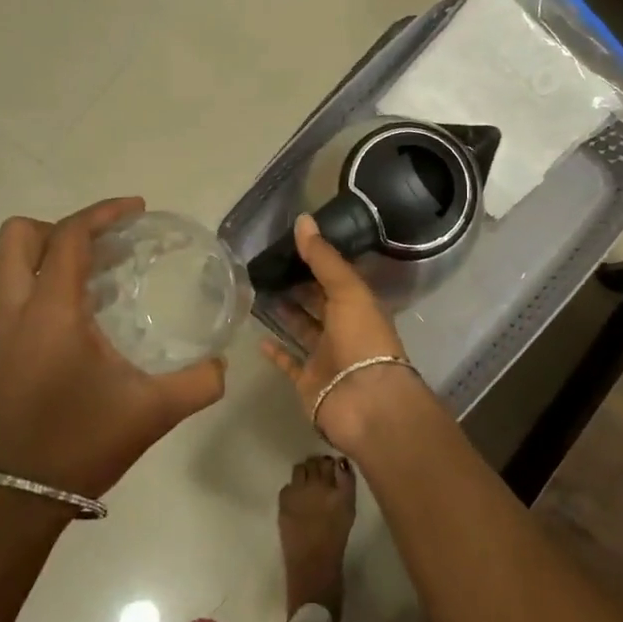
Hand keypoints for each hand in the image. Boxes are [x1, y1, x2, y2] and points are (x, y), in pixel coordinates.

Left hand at [0, 197, 225, 501]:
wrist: (18, 502)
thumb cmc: (83, 445)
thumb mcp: (154, 412)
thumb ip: (199, 382)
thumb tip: (222, 363)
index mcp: (51, 314)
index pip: (69, 237)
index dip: (102, 213)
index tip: (137, 210)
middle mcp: (13, 313)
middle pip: (18, 237)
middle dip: (63, 227)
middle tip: (106, 244)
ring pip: (10, 267)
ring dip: (52, 257)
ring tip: (99, 278)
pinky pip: (13, 298)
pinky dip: (43, 288)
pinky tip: (80, 323)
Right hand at [258, 214, 427, 453]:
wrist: (365, 402)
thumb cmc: (362, 339)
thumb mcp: (347, 290)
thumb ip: (324, 257)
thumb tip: (303, 219)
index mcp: (360, 305)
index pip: (336, 277)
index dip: (316, 260)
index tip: (289, 243)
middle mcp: (344, 329)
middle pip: (318, 302)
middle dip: (298, 285)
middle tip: (266, 265)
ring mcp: (326, 357)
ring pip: (303, 329)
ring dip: (285, 313)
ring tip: (257, 291)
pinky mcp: (309, 382)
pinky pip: (290, 363)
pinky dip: (276, 351)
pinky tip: (258, 336)